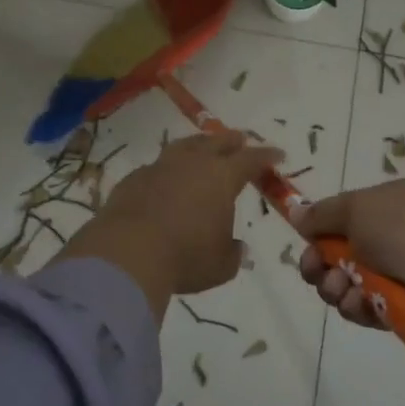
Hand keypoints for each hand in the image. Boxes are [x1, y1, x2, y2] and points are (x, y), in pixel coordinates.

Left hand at [57, 131, 282, 316]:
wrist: (126, 252)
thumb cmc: (185, 257)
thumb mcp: (221, 265)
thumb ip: (232, 253)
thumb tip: (236, 247)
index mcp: (221, 177)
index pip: (251, 160)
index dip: (266, 156)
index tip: (277, 154)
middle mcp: (192, 163)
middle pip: (217, 143)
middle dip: (232, 141)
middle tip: (240, 140)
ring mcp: (160, 167)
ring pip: (184, 146)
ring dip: (198, 145)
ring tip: (202, 147)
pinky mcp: (134, 178)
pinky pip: (157, 166)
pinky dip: (168, 169)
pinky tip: (166, 178)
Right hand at [294, 179, 404, 326]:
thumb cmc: (403, 231)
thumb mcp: (355, 210)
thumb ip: (321, 213)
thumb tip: (297, 212)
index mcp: (391, 200)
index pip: (346, 214)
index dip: (322, 231)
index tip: (306, 245)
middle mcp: (399, 231)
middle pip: (344, 250)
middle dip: (323, 264)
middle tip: (315, 273)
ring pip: (354, 280)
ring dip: (337, 287)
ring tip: (341, 291)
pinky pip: (372, 304)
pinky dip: (359, 306)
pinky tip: (359, 307)